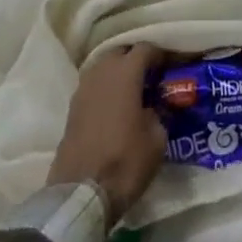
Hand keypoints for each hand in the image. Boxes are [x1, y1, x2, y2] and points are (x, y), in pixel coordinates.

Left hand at [47, 43, 166, 223]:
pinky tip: (113, 107)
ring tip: (131, 91)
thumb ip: (158, 115)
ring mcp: (83, 88)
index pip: (145, 48)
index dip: (159, 54)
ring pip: (103, 67)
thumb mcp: (156, 141)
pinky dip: (103, 89)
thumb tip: (153, 108)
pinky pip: (92, 85)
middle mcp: (102, 71)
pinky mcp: (72, 107)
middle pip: (120, 52)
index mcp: (126, 72)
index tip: (169, 65)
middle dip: (135, 59)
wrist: (81, 193)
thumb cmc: (125, 162)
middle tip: (149, 76)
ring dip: (117, 73)